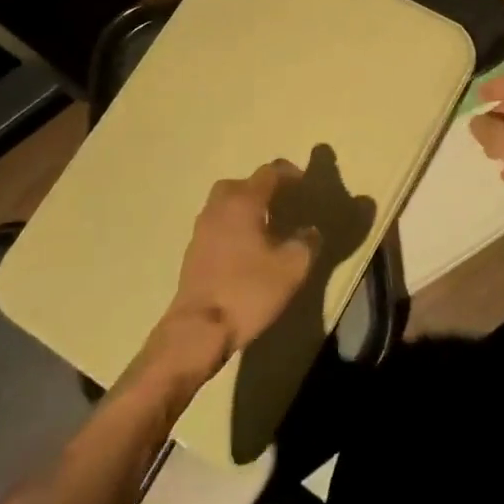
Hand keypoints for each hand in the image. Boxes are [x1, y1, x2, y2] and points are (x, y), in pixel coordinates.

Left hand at [163, 161, 319, 366]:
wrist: (198, 330)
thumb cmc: (247, 291)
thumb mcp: (291, 268)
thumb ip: (306, 243)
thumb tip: (310, 231)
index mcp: (243, 202)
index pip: (268, 173)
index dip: (289, 173)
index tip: (304, 183)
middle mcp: (219, 207)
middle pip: (241, 184)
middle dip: (263, 188)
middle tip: (282, 202)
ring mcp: (201, 229)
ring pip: (225, 204)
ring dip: (245, 207)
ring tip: (266, 225)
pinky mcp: (193, 251)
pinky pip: (217, 224)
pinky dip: (233, 225)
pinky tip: (246, 247)